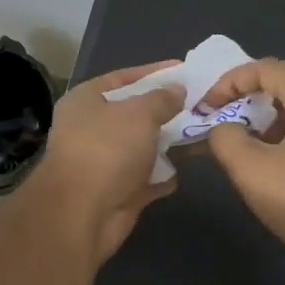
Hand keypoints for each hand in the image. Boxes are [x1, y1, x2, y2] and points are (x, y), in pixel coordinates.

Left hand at [30, 62, 182, 263]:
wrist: (82, 214)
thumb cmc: (107, 150)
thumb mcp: (139, 114)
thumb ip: (161, 99)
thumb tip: (177, 90)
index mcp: (86, 100)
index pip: (123, 78)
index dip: (154, 73)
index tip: (185, 69)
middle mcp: (91, 128)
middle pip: (134, 113)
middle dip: (166, 109)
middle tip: (200, 103)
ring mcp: (103, 161)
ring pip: (142, 146)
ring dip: (168, 142)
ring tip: (203, 131)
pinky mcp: (117, 191)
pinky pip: (146, 177)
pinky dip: (164, 173)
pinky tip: (188, 167)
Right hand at [201, 59, 284, 274]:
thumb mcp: (251, 170)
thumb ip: (226, 139)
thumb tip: (222, 128)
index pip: (265, 68)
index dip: (230, 82)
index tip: (208, 108)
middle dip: (263, 82)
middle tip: (241, 102)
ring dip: (282, 102)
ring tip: (258, 128)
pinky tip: (283, 152)